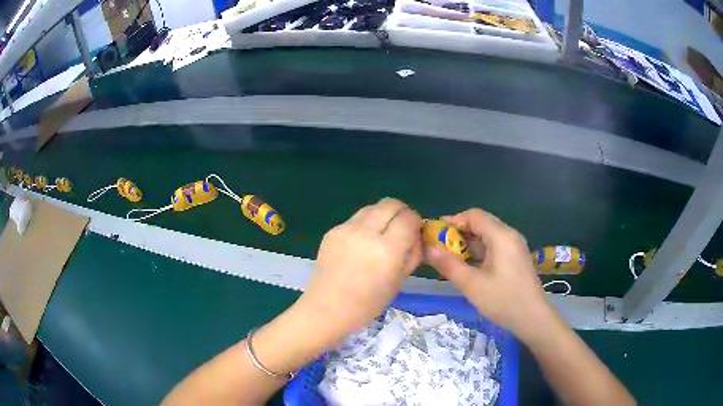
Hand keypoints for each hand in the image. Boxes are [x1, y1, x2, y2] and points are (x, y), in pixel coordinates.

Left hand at [297, 198, 422, 342]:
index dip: (416, 221)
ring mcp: (346, 229)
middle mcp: (366, 233)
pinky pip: (356, 218)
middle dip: (401, 212)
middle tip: (401, 228)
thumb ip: (411, 254)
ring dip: (383, 215)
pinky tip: (362, 243)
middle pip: (390, 203)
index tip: (415, 231)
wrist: (326, 308)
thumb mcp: (399, 282)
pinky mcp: (332, 230)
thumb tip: (416, 235)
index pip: (408, 218)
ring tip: (382, 234)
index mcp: (386, 250)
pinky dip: (366, 224)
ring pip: (372, 207)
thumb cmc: (367, 304)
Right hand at [425, 209, 549, 337]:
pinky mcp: (516, 257)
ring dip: (468, 242)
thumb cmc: (503, 300)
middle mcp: (510, 235)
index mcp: (501, 236)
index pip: (473, 215)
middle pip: (481, 223)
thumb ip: (449, 265)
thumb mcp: (472, 284)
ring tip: (450, 257)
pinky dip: (479, 250)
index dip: (452, 221)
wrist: (532, 318)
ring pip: (487, 234)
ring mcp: (515, 246)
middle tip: (440, 247)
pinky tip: (469, 265)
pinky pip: (494, 245)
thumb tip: (428, 249)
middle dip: (459, 232)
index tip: (434, 234)